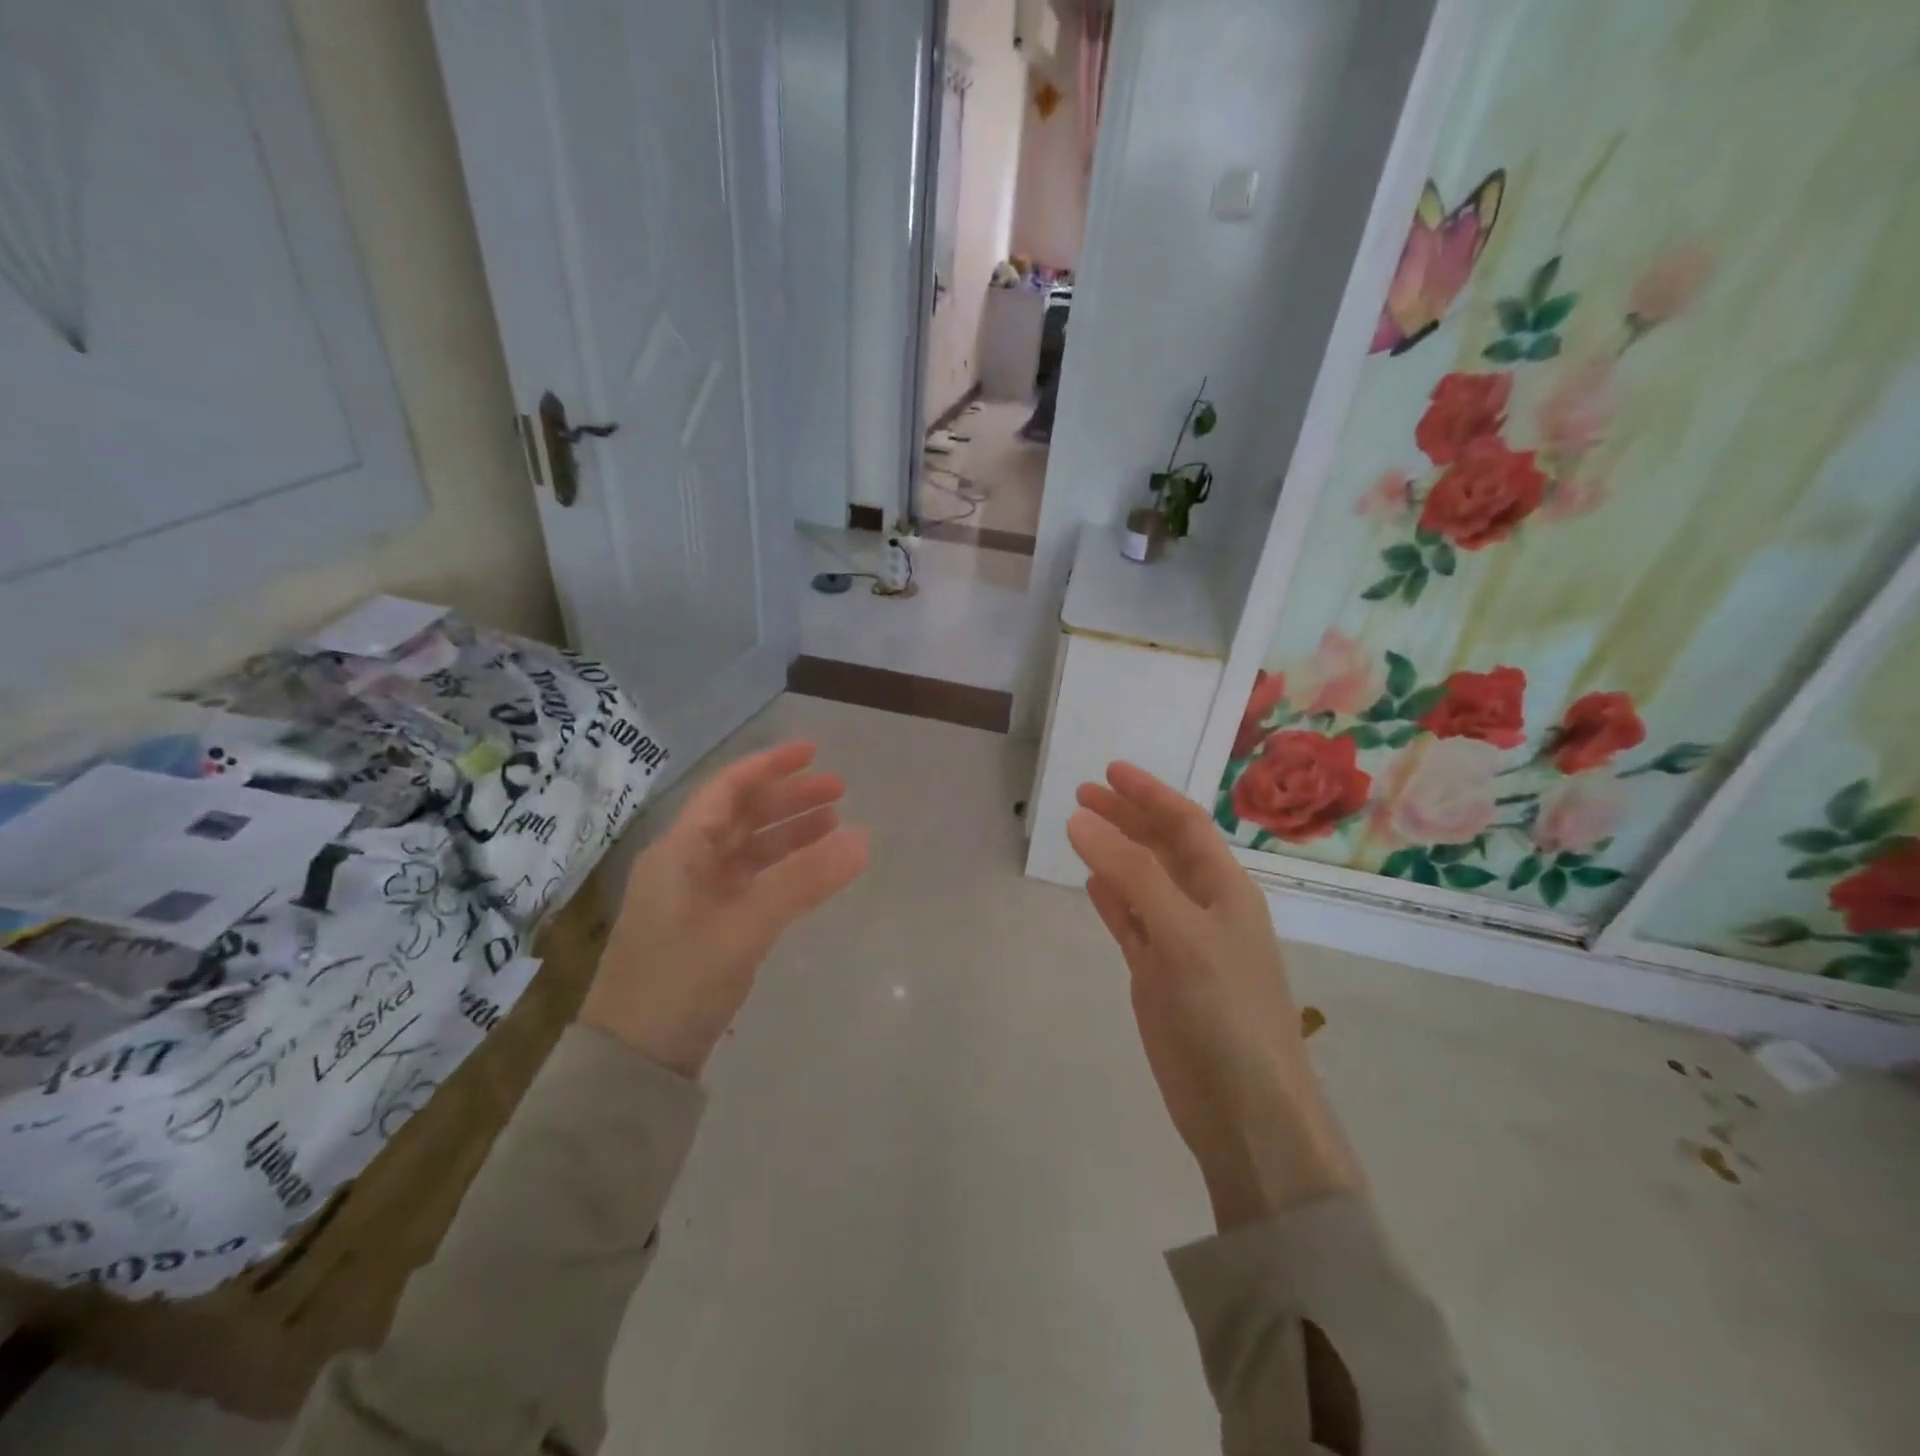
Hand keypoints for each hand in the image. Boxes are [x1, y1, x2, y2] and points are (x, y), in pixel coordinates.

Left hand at [581, 741, 868, 1078]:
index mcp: (680, 851)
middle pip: (741, 817)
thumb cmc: (679, 981)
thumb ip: (803, 882)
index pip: (728, 789)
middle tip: (840, 792)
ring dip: (788, 835)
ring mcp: (695, 899)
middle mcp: (685, 866)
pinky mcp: (707, 930)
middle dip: (789, 799)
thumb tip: (863, 839)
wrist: (633, 1062)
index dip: (770, 766)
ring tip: (834, 826)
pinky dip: (782, 872)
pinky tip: (809, 873)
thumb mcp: (744, 926)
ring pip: (748, 851)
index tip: (813, 753)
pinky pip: (751, 884)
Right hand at [1069, 762, 1360, 1231]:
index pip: (1185, 825)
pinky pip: (1132, 924)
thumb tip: (1080, 819)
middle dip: (1127, 818)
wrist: (1245, 1112)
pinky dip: (1112, 900)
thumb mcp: (1182, 934)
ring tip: (1080, 828)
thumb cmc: (1226, 1013)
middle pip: (1162, 849)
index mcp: (1226, 890)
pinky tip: (1092, 885)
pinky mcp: (1159, 977)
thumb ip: (1132, 875)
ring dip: (1116, 854)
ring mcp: (1181, 944)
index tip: (1108, 770)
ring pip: (1144, 883)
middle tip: (1081, 794)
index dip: (1149, 794)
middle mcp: (1205, 909)